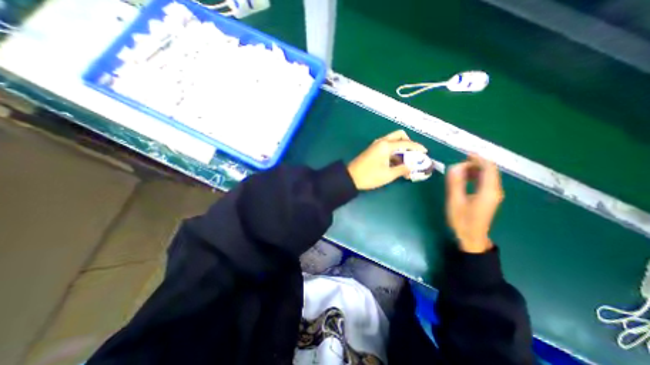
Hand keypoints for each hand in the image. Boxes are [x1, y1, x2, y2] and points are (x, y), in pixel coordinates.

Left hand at [348, 129, 429, 190]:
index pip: (406, 143)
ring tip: (406, 160)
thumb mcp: (388, 175)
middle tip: (413, 153)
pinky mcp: (372, 149)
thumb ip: (402, 169)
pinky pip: (386, 146)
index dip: (417, 147)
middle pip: (399, 135)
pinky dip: (394, 151)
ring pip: (392, 140)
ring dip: (401, 147)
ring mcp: (376, 145)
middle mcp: (381, 142)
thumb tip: (412, 167)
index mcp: (385, 146)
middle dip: (408, 142)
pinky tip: (396, 161)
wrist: (350, 177)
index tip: (425, 152)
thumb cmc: (369, 176)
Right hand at [445, 154, 504, 253]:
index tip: (465, 154)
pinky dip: (475, 177)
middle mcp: (494, 190)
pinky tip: (464, 179)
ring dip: (474, 170)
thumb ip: (455, 183)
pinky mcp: (488, 198)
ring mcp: (493, 194)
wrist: (471, 237)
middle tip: (458, 164)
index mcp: (488, 191)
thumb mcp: (455, 201)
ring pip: (487, 176)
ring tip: (458, 171)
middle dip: (475, 164)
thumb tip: (454, 167)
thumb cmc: (462, 220)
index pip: (488, 168)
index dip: (478, 159)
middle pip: (489, 170)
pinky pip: (484, 182)